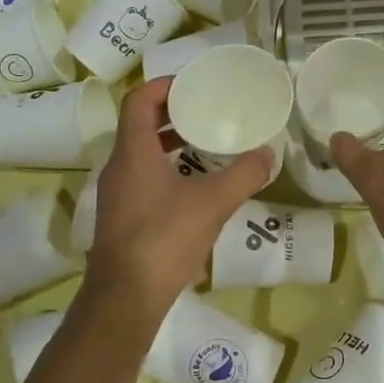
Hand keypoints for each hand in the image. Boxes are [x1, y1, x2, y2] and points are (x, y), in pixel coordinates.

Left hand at [85, 76, 270, 321]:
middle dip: (170, 114)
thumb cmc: (164, 239)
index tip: (192, 85)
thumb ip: (243, 175)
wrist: (125, 297)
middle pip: (138, 125)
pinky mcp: (120, 218)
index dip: (163, 85)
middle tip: (203, 111)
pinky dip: (164, 170)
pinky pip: (141, 179)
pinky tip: (192, 188)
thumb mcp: (212, 203)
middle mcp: (118, 167)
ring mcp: (115, 194)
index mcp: (133, 152)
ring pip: (139, 154)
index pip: (138, 100)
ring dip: (167, 144)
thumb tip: (268, 154)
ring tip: (203, 145)